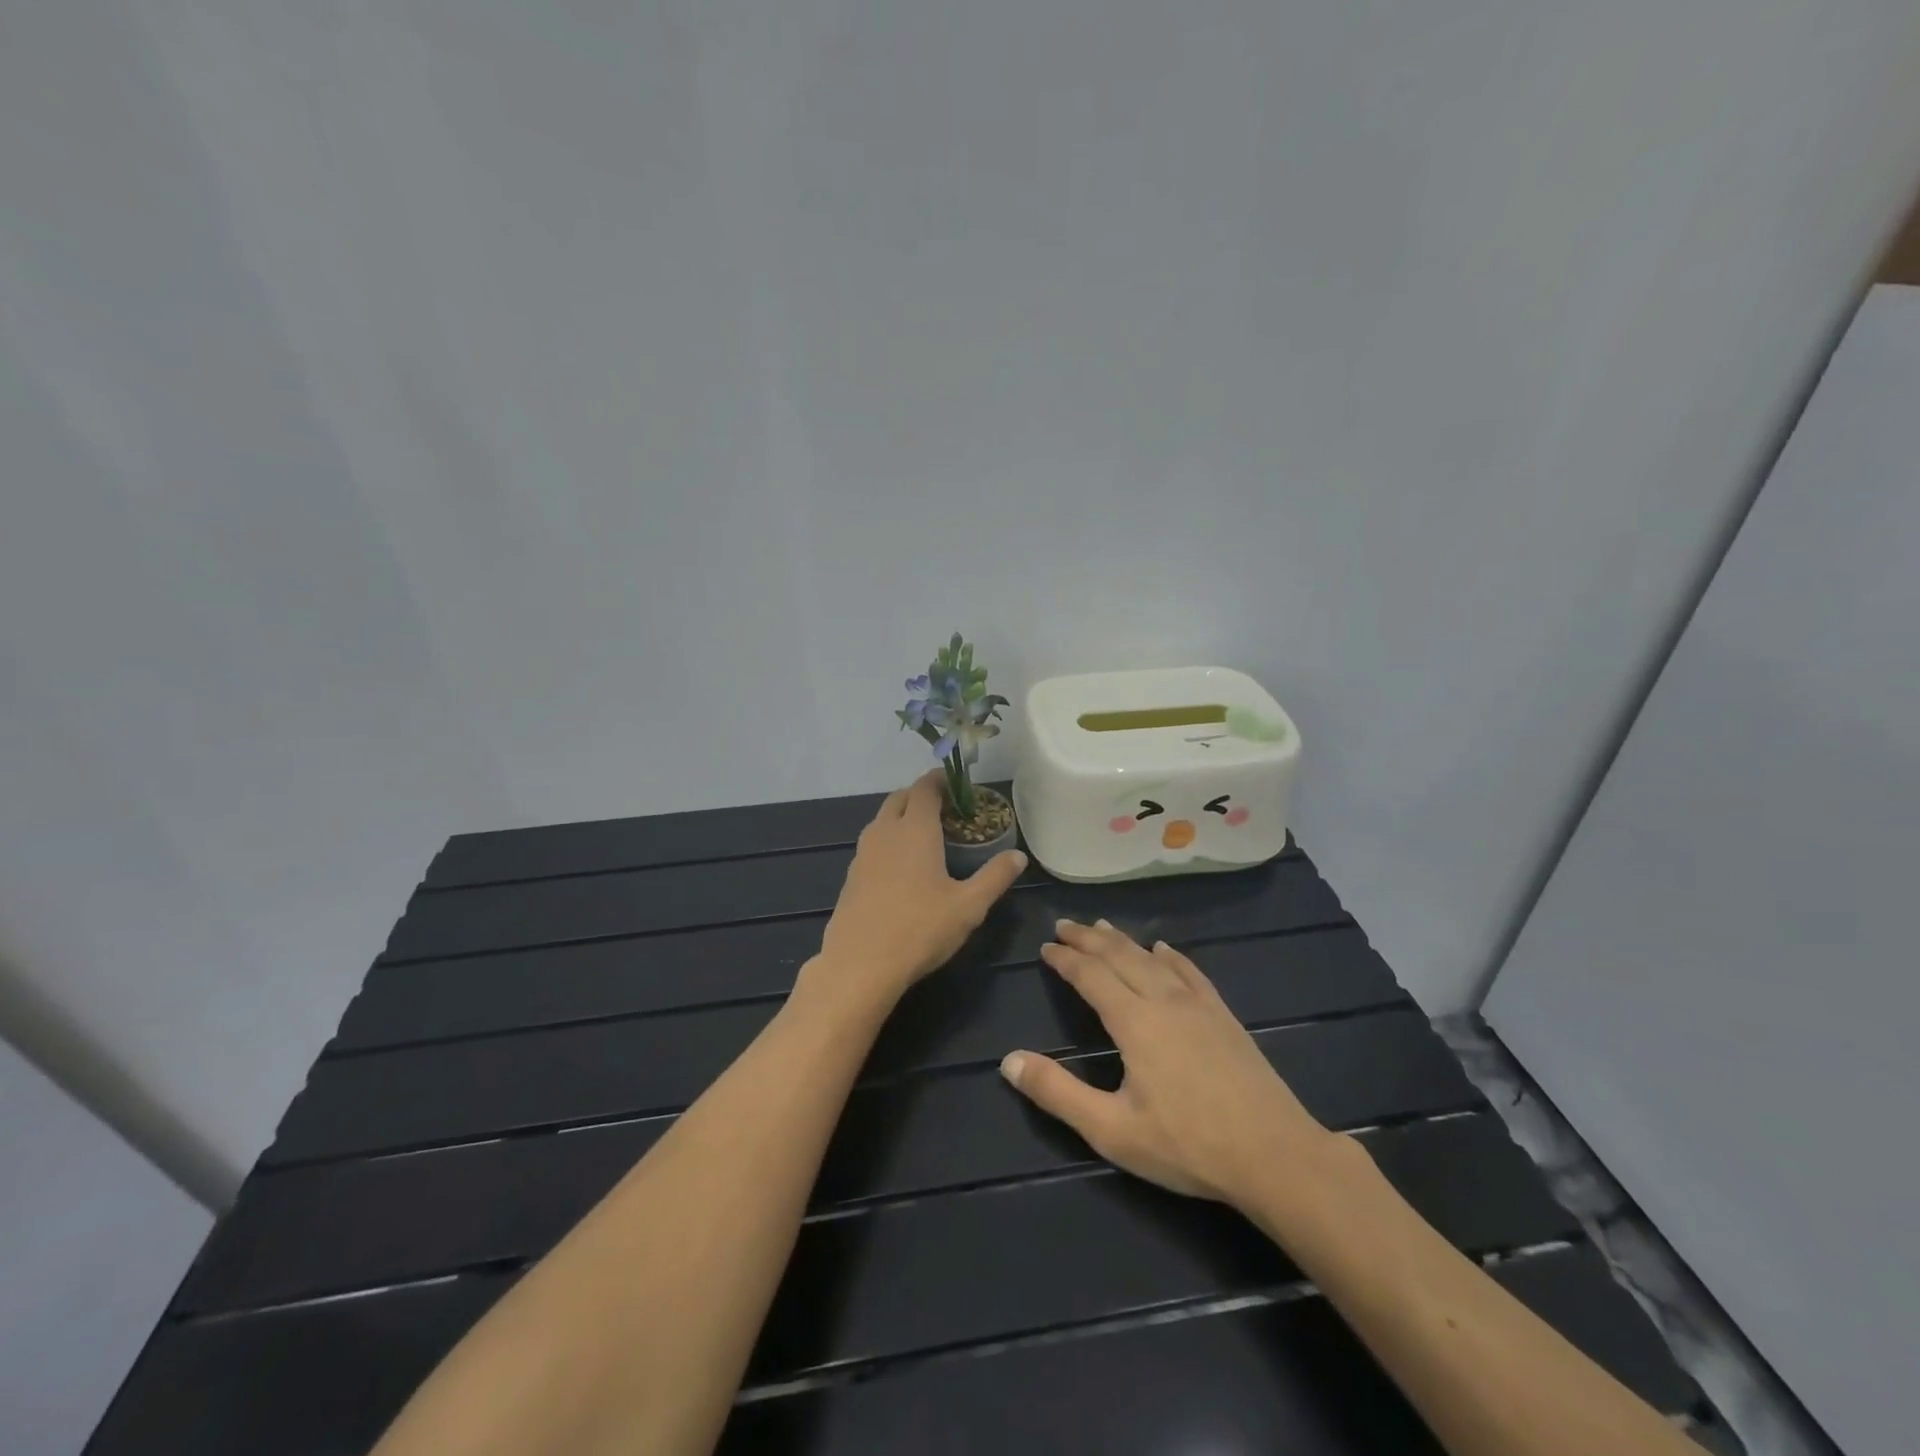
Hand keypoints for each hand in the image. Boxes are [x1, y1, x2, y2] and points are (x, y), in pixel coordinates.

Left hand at [808, 772, 1027, 1008]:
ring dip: (902, 817)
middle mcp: (885, 832)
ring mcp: (863, 854)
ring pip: (882, 820)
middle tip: (946, 810)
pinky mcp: (851, 876)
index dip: (940, 780)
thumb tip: (1019, 856)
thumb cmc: (920, 929)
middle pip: (900, 798)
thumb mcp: (968, 906)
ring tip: (926, 836)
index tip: (957, 784)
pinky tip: (903, 868)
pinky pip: (872, 844)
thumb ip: (995, 877)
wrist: (859, 965)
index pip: (925, 788)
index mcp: (915, 830)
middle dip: (921, 795)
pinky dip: (889, 841)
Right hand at [1000, 920, 1331, 1205]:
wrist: (1275, 1155)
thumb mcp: (1111, 1129)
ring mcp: (1198, 1005)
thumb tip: (1008, 1061)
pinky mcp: (1223, 1016)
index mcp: (1134, 1021)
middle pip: (1120, 955)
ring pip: (1152, 958)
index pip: (1091, 975)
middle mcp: (1163, 1000)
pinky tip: (1165, 950)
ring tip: (1102, 926)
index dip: (1065, 959)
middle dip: (1088, 938)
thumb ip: (1057, 1093)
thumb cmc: (1187, 1145)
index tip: (1046, 947)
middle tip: (1064, 925)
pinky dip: (1171, 956)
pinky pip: (1191, 972)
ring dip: (1123, 940)